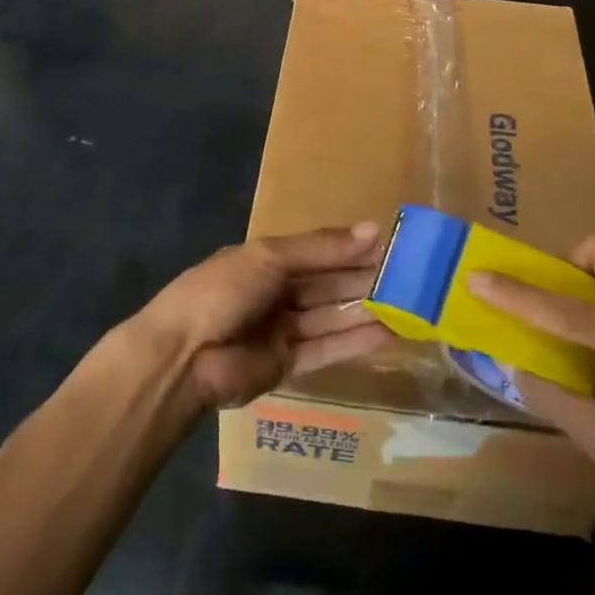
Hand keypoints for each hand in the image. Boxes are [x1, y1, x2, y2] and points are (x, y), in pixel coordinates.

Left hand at [132, 224, 390, 411]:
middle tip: (410, 277)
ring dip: (366, 310)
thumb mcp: (269, 258)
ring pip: (332, 316)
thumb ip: (322, 248)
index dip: (352, 248)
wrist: (183, 357)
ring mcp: (282, 330)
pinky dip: (355, 341)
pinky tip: (388, 333)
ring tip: (408, 305)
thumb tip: (374, 229)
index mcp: (267, 260)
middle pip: (328, 284)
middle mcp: (277, 292)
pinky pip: (327, 349)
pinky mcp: (287, 365)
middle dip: (365, 279)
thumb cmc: (222, 292)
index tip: (393, 245)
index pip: (319, 251)